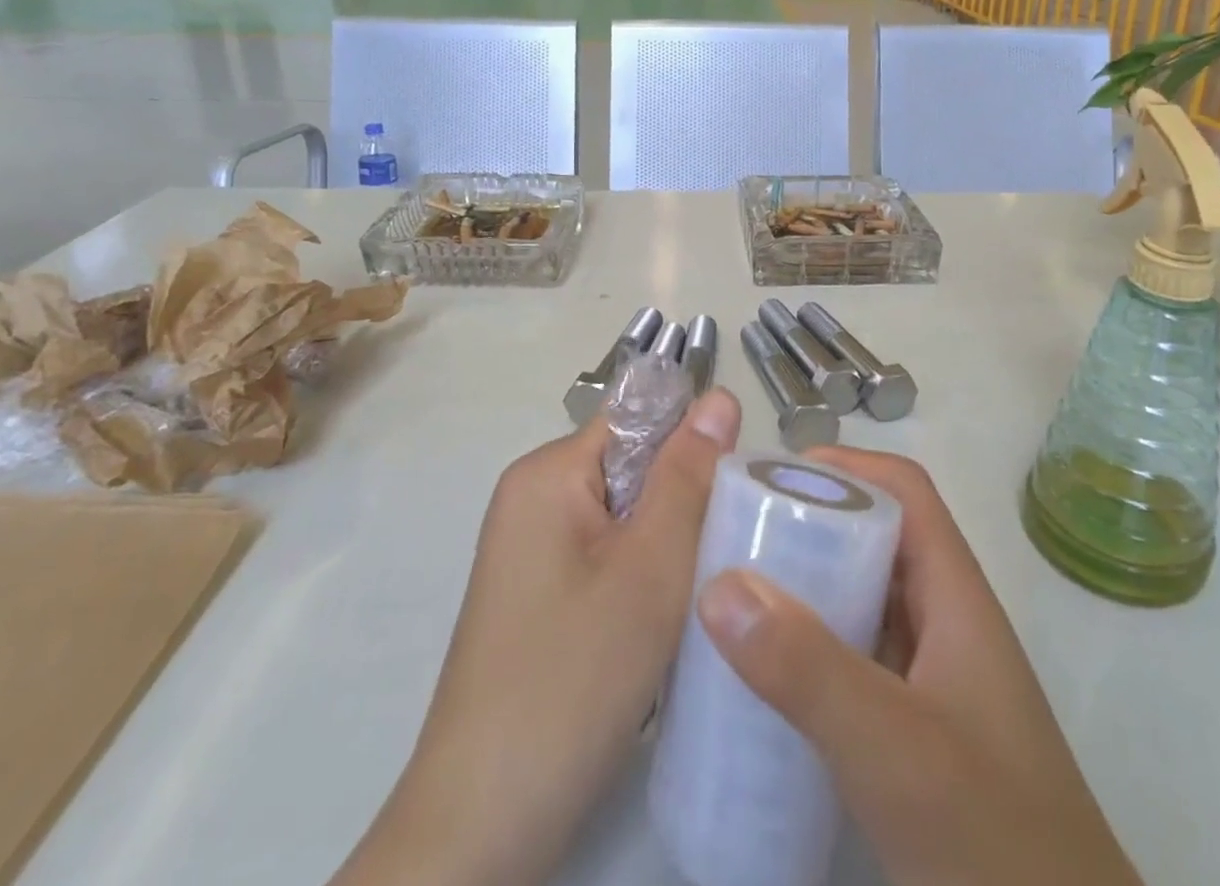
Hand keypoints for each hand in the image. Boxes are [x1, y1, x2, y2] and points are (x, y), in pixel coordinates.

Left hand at [330, 387, 741, 885]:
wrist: (483, 824)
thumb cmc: (573, 679)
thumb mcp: (649, 570)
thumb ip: (687, 477)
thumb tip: (719, 396)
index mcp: (547, 473)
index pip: (638, 420)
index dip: (693, 446)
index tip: (736, 493)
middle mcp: (531, 497)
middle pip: (631, 469)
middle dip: (682, 503)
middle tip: (721, 555)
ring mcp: (529, 549)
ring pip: (624, 517)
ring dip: (666, 545)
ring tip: (698, 592)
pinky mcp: (536, 594)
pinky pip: (604, 556)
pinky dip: (640, 577)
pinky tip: (662, 623)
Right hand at [696, 448, 1140, 885]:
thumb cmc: (996, 847)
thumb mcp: (896, 750)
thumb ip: (808, 669)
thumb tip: (718, 585)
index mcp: (956, 599)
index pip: (904, 492)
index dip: (844, 466)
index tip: (769, 478)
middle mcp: (946, 626)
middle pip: (877, 539)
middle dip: (808, 523)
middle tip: (732, 535)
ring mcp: (934, 684)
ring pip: (862, 600)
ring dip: (804, 586)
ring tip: (731, 593)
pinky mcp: (916, 736)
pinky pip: (854, 661)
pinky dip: (809, 650)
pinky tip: (762, 677)